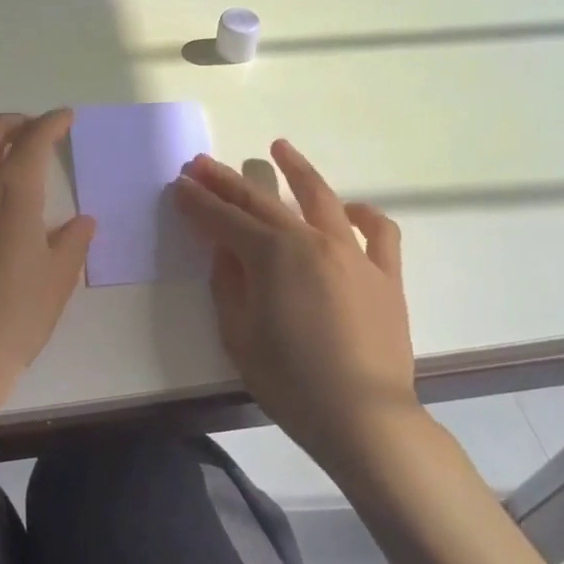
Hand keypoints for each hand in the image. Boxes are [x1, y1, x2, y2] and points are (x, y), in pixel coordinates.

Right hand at [172, 140, 418, 459]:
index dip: (197, 202)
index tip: (179, 184)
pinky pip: (378, 231)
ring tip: (278, 148)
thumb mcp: (238, 334)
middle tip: (202, 163)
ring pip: (322, 199)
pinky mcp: (385, 274)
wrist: (363, 416)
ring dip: (296, 170)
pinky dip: (362, 214)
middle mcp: (311, 241)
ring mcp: (353, 253)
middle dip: (227, 180)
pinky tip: (349, 209)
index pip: (223, 220)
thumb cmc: (290, 381)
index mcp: (271, 255)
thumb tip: (225, 250)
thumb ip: (228, 283)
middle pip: (262, 201)